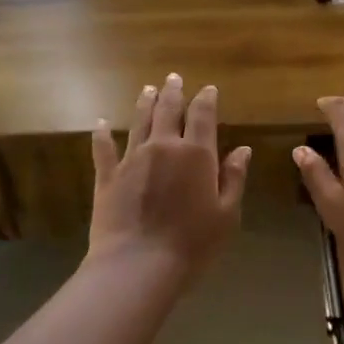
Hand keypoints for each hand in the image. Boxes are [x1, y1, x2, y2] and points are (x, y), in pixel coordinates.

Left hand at [87, 74, 251, 287]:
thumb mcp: (226, 215)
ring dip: (144, 103)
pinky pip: (104, 149)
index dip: (206, 99)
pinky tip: (100, 124)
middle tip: (173, 78)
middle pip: (168, 110)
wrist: (139, 265)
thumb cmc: (192, 244)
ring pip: (139, 121)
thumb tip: (243, 149)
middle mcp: (163, 147)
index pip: (202, 116)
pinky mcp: (108, 176)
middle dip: (173, 92)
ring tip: (147, 89)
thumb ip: (234, 178)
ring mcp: (132, 159)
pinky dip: (102, 135)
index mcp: (196, 154)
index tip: (208, 89)